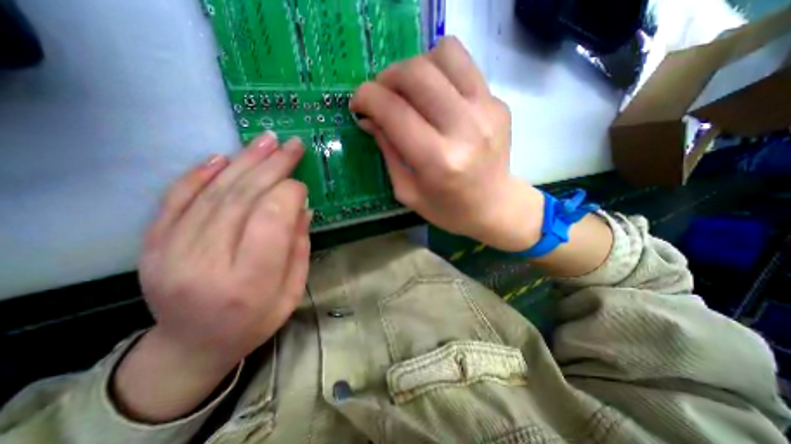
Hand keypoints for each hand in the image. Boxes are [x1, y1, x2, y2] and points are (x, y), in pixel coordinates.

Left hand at [139, 130, 308, 373]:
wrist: (192, 345)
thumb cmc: (255, 321)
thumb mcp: (293, 291)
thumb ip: (299, 248)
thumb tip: (302, 208)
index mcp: (249, 282)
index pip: (270, 220)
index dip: (289, 195)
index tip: (302, 186)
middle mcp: (207, 263)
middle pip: (242, 199)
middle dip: (272, 167)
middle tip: (291, 145)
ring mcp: (171, 252)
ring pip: (213, 193)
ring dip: (243, 161)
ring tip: (266, 141)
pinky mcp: (152, 244)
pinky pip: (176, 199)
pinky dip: (200, 174)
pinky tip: (222, 157)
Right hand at [352, 36, 544, 250]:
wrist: (494, 206)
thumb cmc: (448, 209)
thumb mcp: (408, 192)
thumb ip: (388, 151)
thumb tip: (368, 118)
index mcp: (438, 161)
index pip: (394, 111)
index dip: (367, 98)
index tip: (357, 104)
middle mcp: (464, 129)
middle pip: (417, 73)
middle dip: (387, 77)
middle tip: (381, 95)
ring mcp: (487, 111)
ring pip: (444, 54)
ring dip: (416, 67)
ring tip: (410, 91)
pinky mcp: (499, 103)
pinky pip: (464, 66)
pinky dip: (440, 72)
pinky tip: (436, 95)